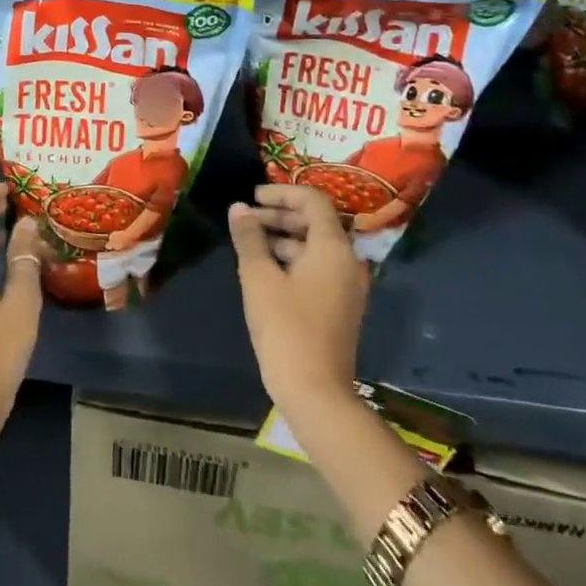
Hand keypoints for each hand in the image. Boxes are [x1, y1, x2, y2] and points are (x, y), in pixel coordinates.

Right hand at [228, 185, 367, 421]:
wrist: (316, 393)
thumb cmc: (286, 328)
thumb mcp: (259, 278)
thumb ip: (249, 238)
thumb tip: (239, 208)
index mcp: (333, 248)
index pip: (313, 201)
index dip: (281, 193)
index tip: (252, 197)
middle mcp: (347, 262)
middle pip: (316, 222)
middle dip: (280, 215)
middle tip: (246, 219)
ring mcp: (346, 286)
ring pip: (315, 246)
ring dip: (283, 237)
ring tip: (249, 243)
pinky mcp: (339, 306)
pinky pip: (317, 268)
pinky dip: (292, 259)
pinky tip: (264, 269)